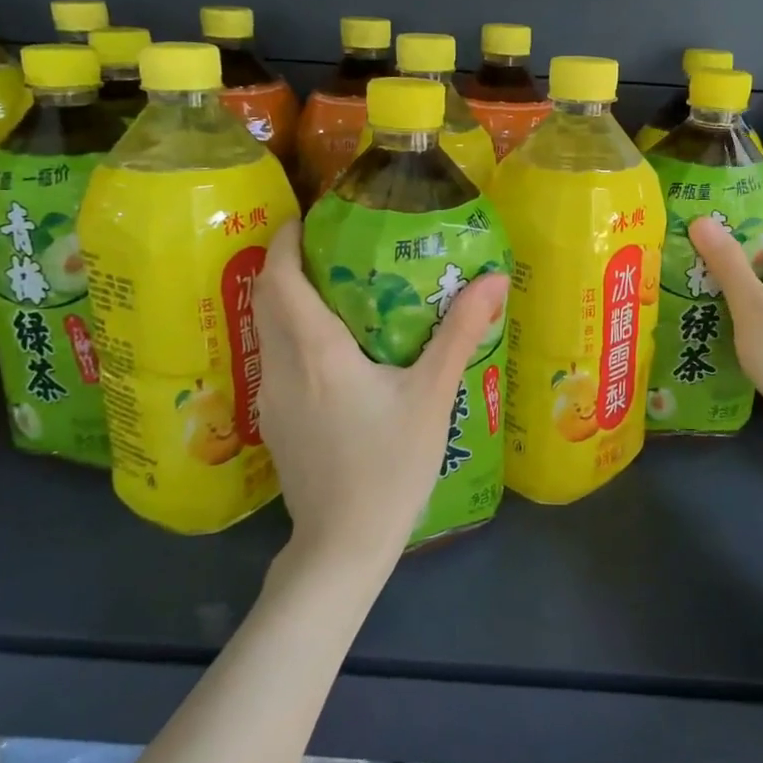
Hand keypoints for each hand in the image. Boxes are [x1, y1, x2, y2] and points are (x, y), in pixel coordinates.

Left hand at [253, 219, 509, 575]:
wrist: (343, 545)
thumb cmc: (390, 466)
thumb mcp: (432, 396)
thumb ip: (460, 333)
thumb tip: (495, 278)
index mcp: (315, 350)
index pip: (280, 277)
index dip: (286, 240)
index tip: (310, 217)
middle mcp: (282, 366)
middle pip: (268, 298)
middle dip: (289, 263)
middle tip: (331, 246)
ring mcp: (272, 398)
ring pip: (269, 330)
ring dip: (291, 300)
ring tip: (336, 289)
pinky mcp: (275, 422)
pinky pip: (277, 359)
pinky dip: (295, 335)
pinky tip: (335, 350)